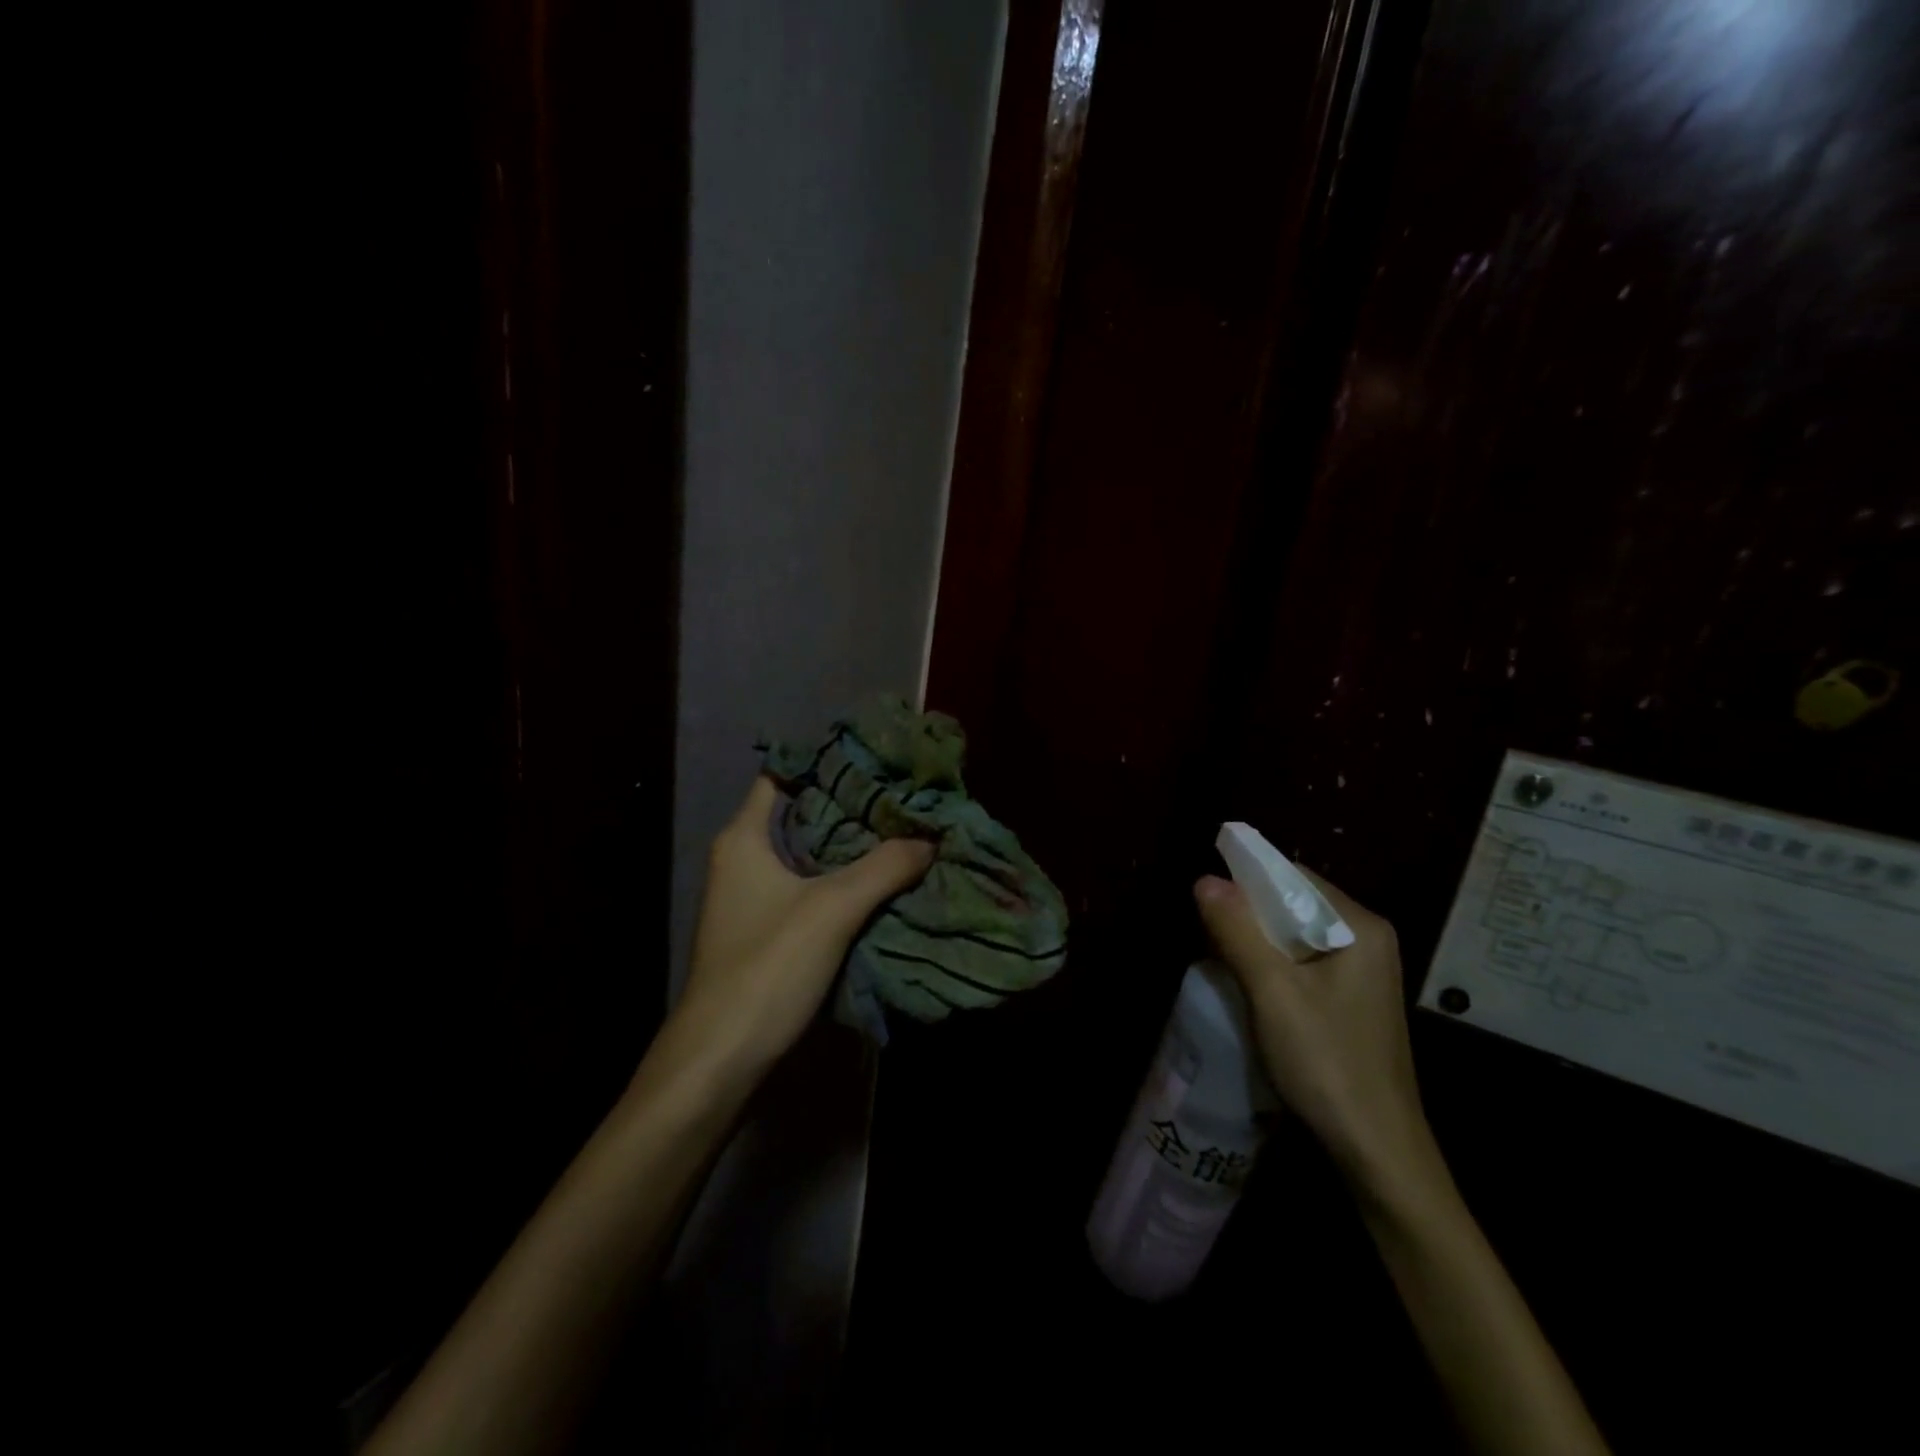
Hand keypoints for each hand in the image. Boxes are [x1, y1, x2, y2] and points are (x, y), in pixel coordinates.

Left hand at [670, 777, 934, 1079]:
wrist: (722, 1059)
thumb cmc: (767, 967)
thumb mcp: (832, 909)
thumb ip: (884, 867)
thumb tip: (930, 837)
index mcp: (745, 839)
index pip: (783, 776)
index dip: (825, 763)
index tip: (875, 757)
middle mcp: (745, 860)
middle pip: (804, 816)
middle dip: (852, 806)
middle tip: (904, 796)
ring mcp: (756, 898)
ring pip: (812, 856)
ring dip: (853, 848)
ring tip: (905, 832)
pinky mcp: (770, 932)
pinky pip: (813, 890)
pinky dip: (846, 883)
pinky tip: (886, 882)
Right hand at [1194, 864, 1439, 1199]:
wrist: (1377, 1150)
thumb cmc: (1327, 1062)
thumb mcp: (1272, 991)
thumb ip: (1238, 930)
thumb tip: (1204, 879)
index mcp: (1360, 927)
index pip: (1294, 876)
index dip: (1247, 878)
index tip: (1204, 895)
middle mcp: (1366, 940)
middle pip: (1295, 903)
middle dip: (1248, 912)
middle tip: (1205, 929)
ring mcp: (1361, 972)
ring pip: (1295, 935)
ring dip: (1255, 939)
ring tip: (1217, 953)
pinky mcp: (1350, 1000)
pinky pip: (1302, 962)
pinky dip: (1271, 963)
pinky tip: (1246, 981)